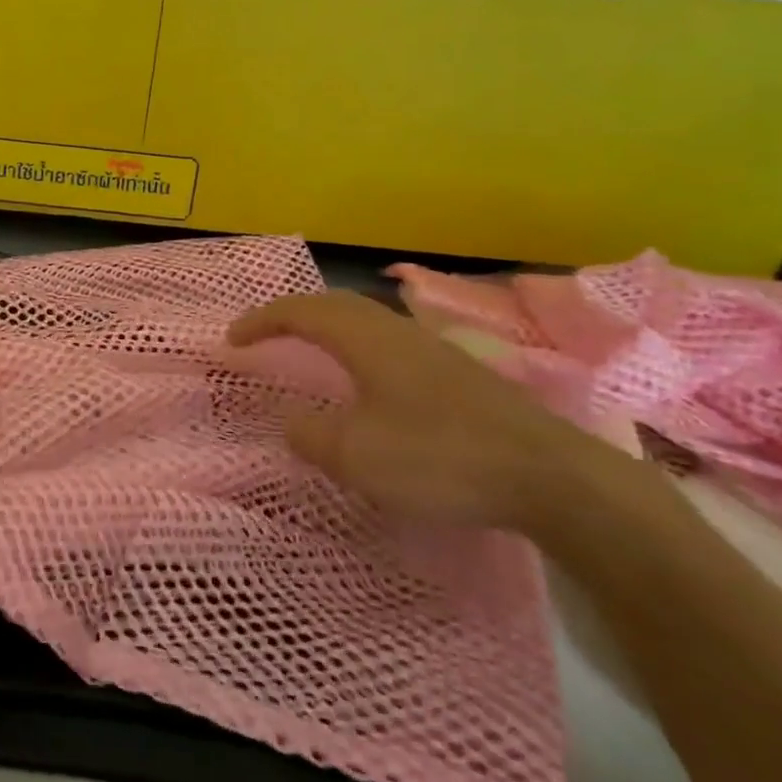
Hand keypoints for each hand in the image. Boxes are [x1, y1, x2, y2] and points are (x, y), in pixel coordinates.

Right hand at [228, 291, 608, 531]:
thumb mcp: (357, 455)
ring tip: (308, 350)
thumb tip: (292, 422)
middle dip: (292, 314)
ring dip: (328, 327)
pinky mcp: (458, 374)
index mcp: (366, 339)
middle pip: (334, 304)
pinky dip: (358, 348)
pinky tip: (368, 381)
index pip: (300, 312)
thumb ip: (311, 435)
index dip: (261, 320)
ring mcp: (433, 350)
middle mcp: (396, 331)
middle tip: (264, 335)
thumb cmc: (440, 457)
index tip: (231, 340)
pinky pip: (389, 343)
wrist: (550, 477)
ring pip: (366, 321)